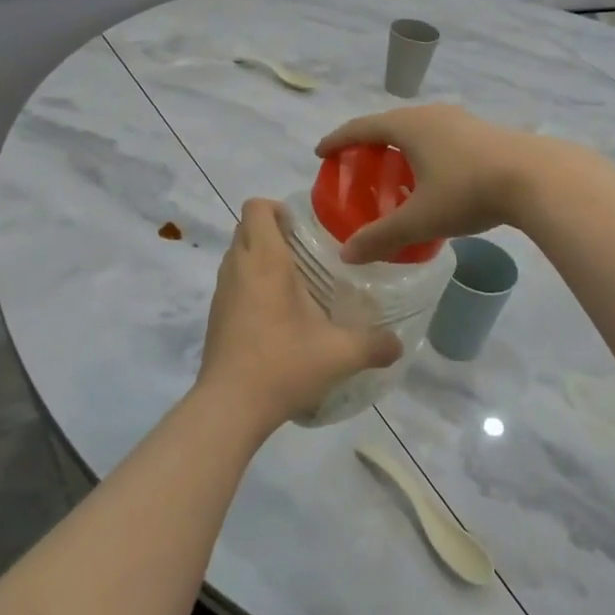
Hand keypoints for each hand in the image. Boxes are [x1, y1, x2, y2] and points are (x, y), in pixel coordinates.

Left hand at [197, 199, 401, 429]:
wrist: (229, 407)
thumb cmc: (283, 364)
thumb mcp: (340, 354)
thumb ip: (374, 345)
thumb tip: (399, 344)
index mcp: (265, 260)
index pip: (256, 208)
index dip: (276, 207)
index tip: (300, 226)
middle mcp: (238, 267)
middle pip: (245, 227)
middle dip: (270, 230)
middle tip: (303, 250)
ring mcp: (221, 292)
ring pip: (236, 255)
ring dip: (258, 257)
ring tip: (292, 281)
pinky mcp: (215, 316)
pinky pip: (232, 283)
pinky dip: (249, 284)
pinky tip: (276, 314)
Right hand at [315, 104, 542, 264]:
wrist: (537, 177)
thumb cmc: (468, 191)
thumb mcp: (421, 219)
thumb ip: (381, 237)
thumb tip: (347, 256)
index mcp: (408, 126)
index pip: (361, 127)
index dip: (338, 139)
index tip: (321, 152)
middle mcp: (431, 114)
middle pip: (389, 123)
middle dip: (368, 141)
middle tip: (355, 163)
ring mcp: (460, 119)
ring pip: (418, 128)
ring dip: (399, 145)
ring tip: (393, 169)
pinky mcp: (483, 131)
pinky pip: (440, 135)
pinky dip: (424, 150)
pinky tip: (434, 174)